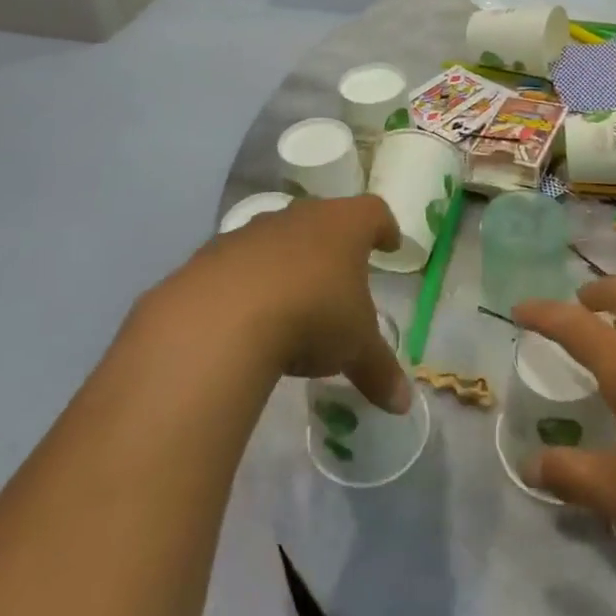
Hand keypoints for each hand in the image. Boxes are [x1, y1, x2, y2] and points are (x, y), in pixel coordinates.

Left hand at [176, 195, 410, 412]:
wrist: (220, 319)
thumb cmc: (311, 316)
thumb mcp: (355, 348)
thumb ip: (379, 370)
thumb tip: (403, 402)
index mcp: (344, 225)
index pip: (373, 213)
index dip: (384, 228)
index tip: (389, 244)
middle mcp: (300, 217)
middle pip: (323, 219)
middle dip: (333, 243)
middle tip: (341, 272)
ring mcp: (252, 231)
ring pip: (278, 238)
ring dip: (287, 260)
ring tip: (292, 297)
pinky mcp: (212, 254)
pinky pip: (238, 263)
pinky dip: (247, 281)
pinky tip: (246, 315)